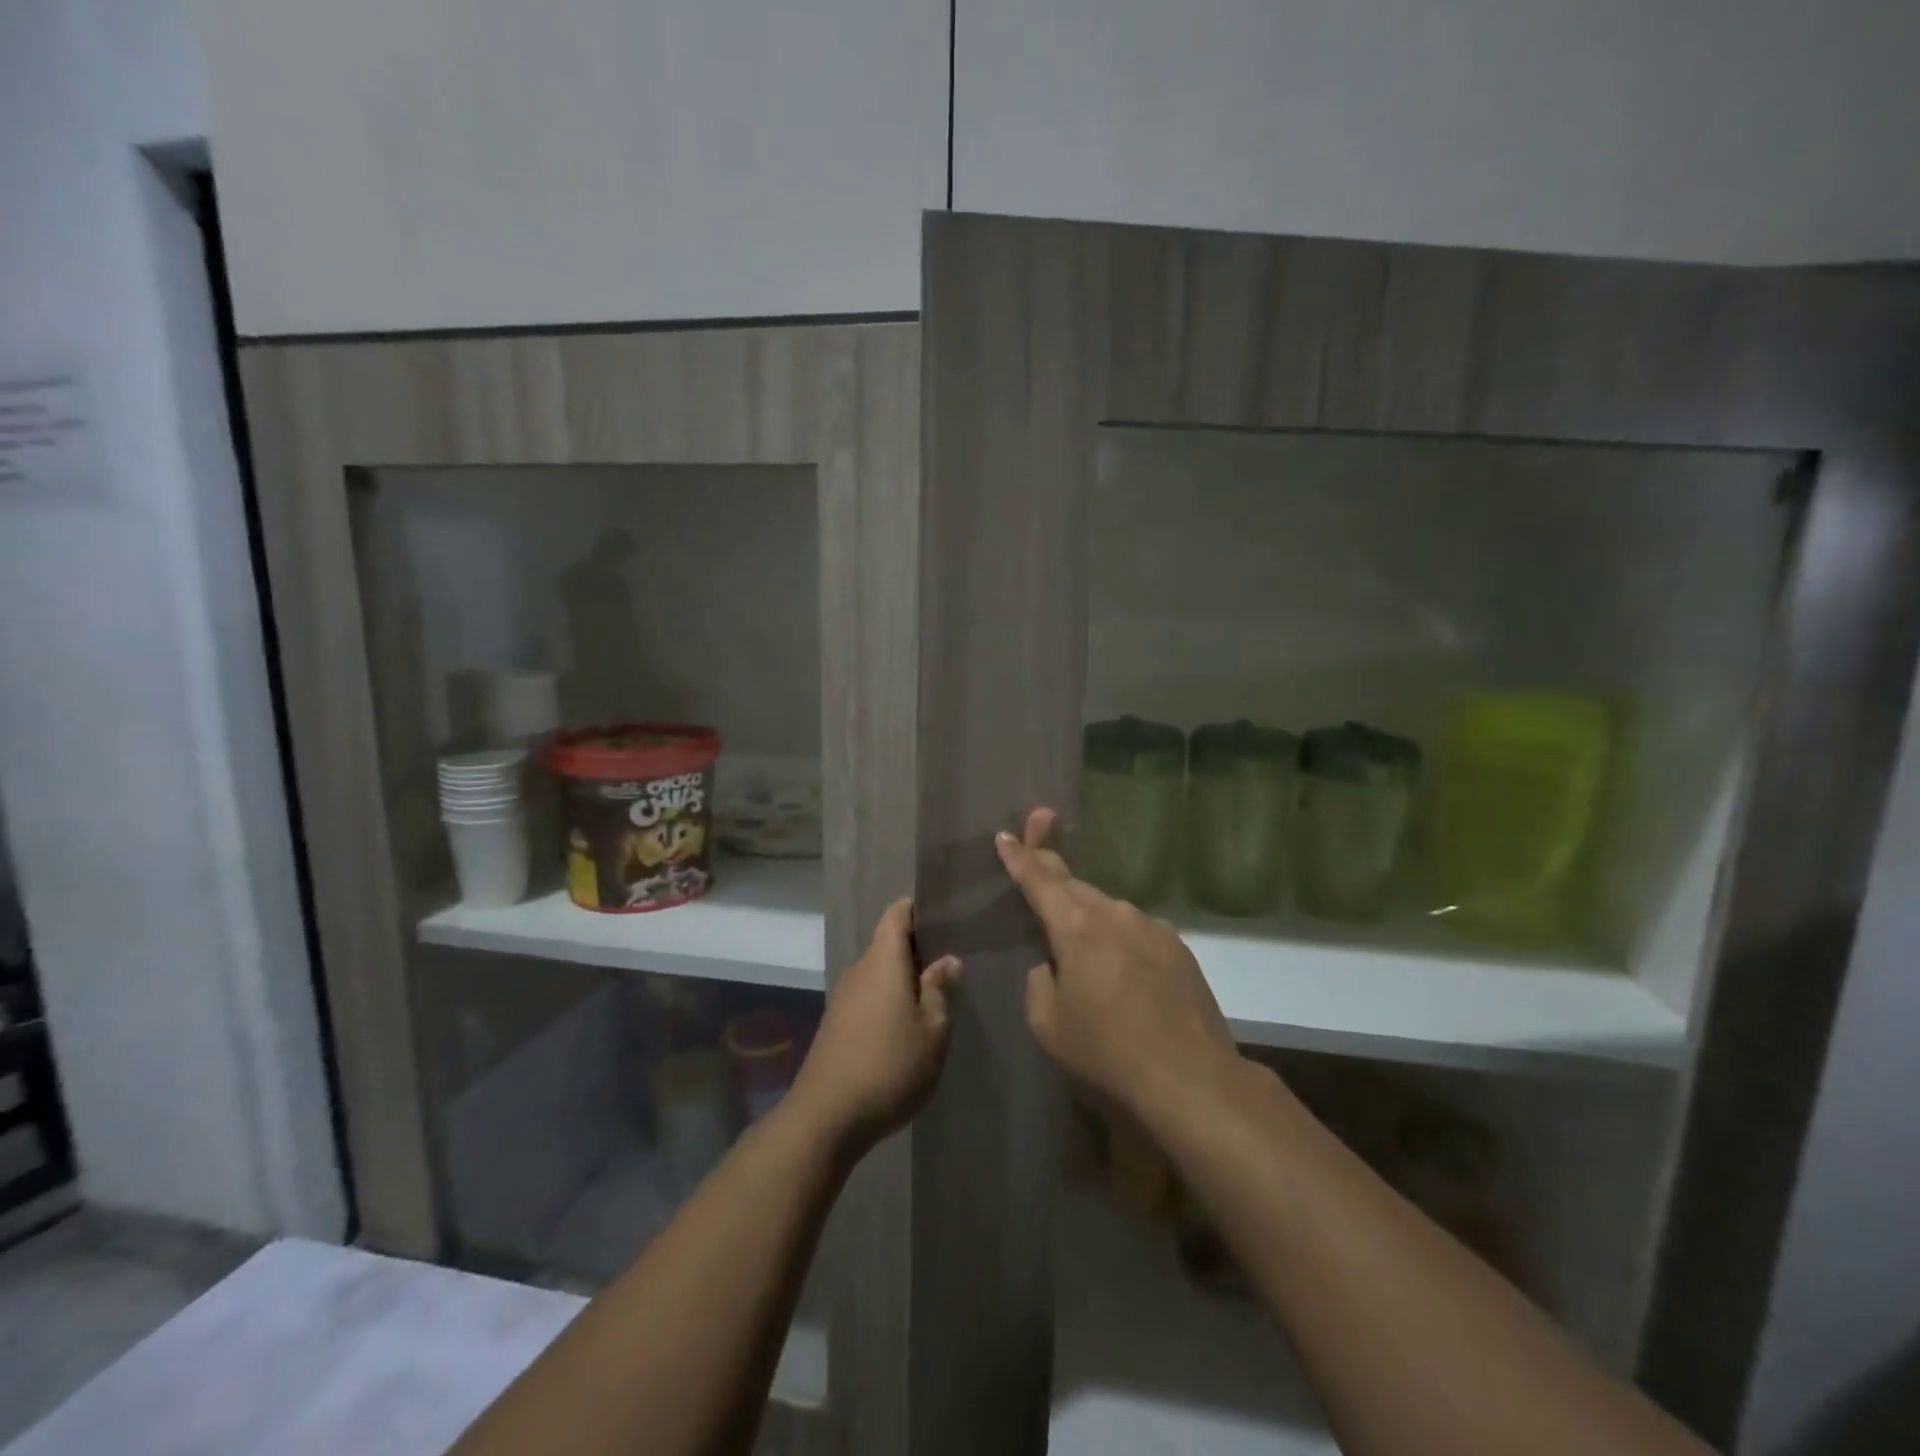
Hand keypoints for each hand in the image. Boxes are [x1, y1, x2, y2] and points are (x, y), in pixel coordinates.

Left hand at [789, 899, 961, 1154]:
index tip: (943, 912)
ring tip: (935, 994)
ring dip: (904, 978)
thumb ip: (940, 990)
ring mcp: (843, 998)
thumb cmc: (889, 1066)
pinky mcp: (836, 1024)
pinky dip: (889, 1000)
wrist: (826, 1118)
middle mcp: (859, 971)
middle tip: (951, 959)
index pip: (896, 914)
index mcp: (883, 961)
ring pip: (879, 973)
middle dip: (917, 948)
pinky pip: (868, 996)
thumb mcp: (932, 1031)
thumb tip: (948, 960)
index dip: (917, 908)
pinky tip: (907, 1025)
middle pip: (888, 944)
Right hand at [998, 808, 1237, 1124]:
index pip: (1040, 881)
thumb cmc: (1106, 1054)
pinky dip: (1120, 939)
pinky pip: (1137, 932)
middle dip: (1053, 877)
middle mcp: (1116, 914)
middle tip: (1036, 860)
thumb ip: (1040, 981)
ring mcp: (1153, 928)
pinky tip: (1123, 971)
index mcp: (1076, 927)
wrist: (1192, 1082)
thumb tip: (1054, 963)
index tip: (1005, 833)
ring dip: (1089, 916)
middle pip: (1075, 887)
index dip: (1019, 857)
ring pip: (1109, 911)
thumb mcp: (1048, 1024)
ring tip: (1082, 944)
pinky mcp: (1179, 948)